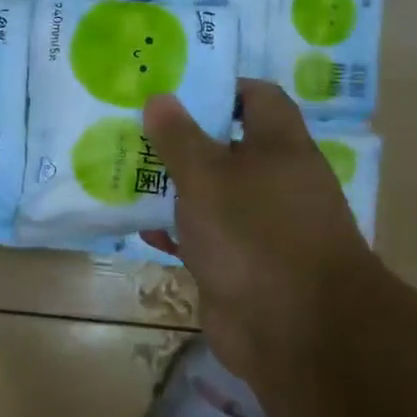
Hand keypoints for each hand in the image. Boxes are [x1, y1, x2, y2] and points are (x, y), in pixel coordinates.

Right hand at [141, 81, 378, 385]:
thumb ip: (179, 137)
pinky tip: (140, 230)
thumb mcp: (207, 177)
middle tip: (133, 129)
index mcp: (279, 147)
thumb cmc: (253, 235)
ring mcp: (258, 226)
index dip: (218, 87)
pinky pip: (203, 237)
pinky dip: (176, 232)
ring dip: (172, 188)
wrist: (294, 330)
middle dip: (181, 139)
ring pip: (210, 195)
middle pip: (226, 146)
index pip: (256, 97)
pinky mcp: (240, 264)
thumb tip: (160, 97)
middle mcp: (274, 181)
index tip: (173, 88)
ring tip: (123, 173)